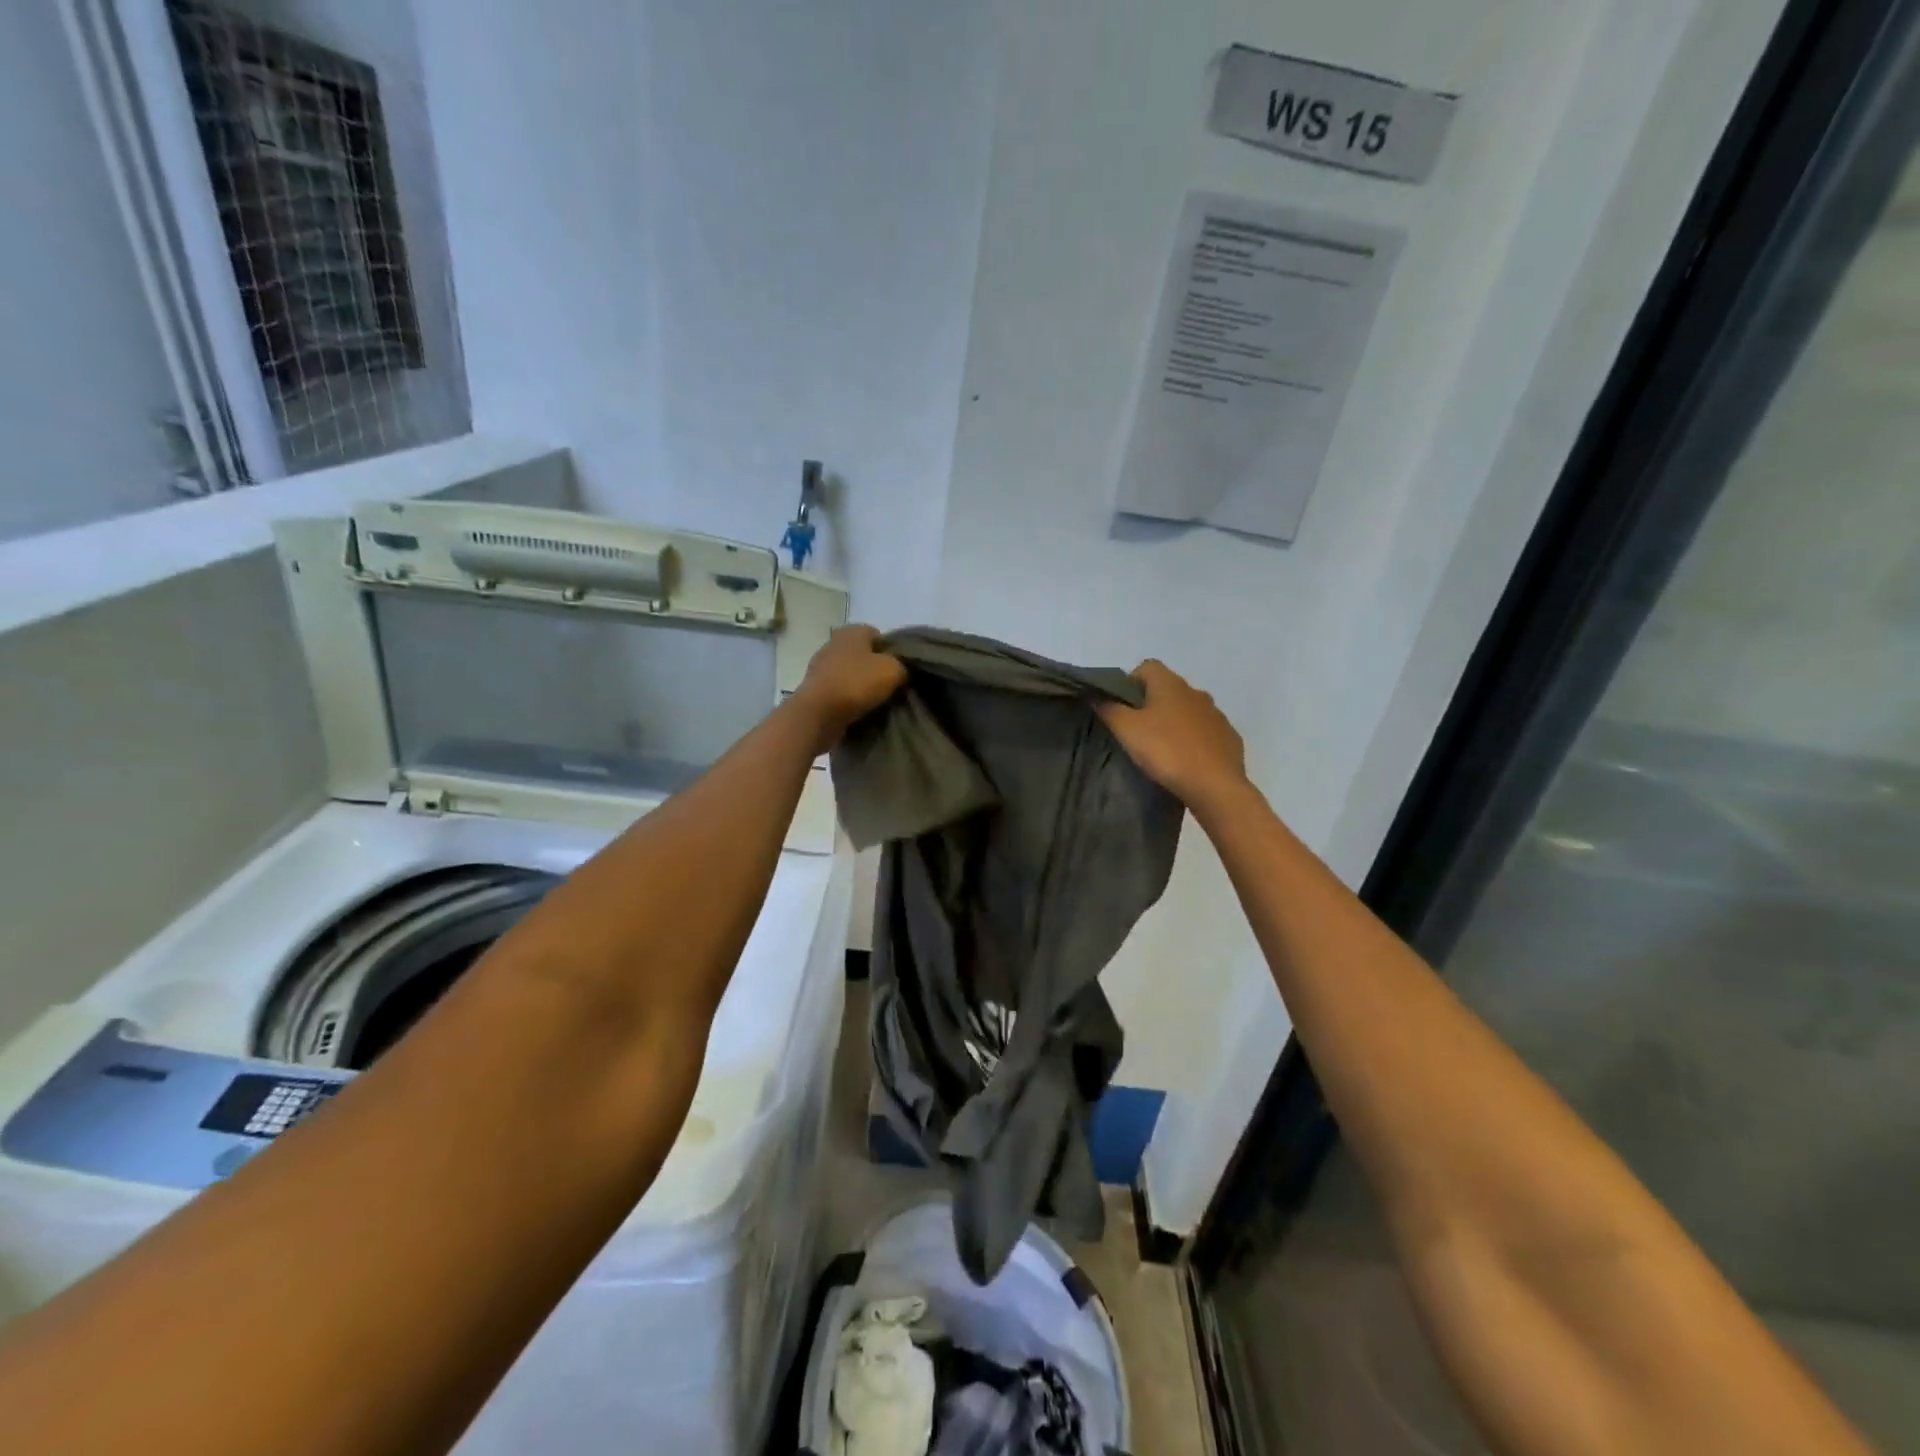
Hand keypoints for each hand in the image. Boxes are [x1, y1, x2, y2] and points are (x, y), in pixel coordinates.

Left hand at [792, 625, 906, 750]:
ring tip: (875, 700)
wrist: (818, 713)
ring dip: (860, 683)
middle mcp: (833, 642)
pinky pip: (838, 688)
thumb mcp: (893, 670)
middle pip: (862, 653)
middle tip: (889, 685)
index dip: (890, 650)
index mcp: (852, 631)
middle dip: (874, 667)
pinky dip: (847, 696)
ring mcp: (821, 665)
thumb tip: (900, 671)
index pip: (878, 634)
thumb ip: (902, 666)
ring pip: (849, 671)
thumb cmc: (857, 683)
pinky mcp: (814, 687)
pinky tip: (858, 708)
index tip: (898, 668)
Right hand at [1097, 660, 1247, 810]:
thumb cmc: (1166, 751)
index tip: (1121, 708)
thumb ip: (1108, 708)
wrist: (1214, 785)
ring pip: (1188, 710)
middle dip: (1152, 704)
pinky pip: (1205, 731)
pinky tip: (1186, 760)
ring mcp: (1216, 714)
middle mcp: (1196, 692)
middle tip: (1137, 731)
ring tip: (1162, 748)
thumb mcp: (1126, 730)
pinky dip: (1194, 740)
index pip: (1147, 667)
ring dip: (1174, 722)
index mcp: (1170, 684)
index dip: (1130, 683)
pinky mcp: (1229, 737)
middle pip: (1167, 689)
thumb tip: (1095, 694)